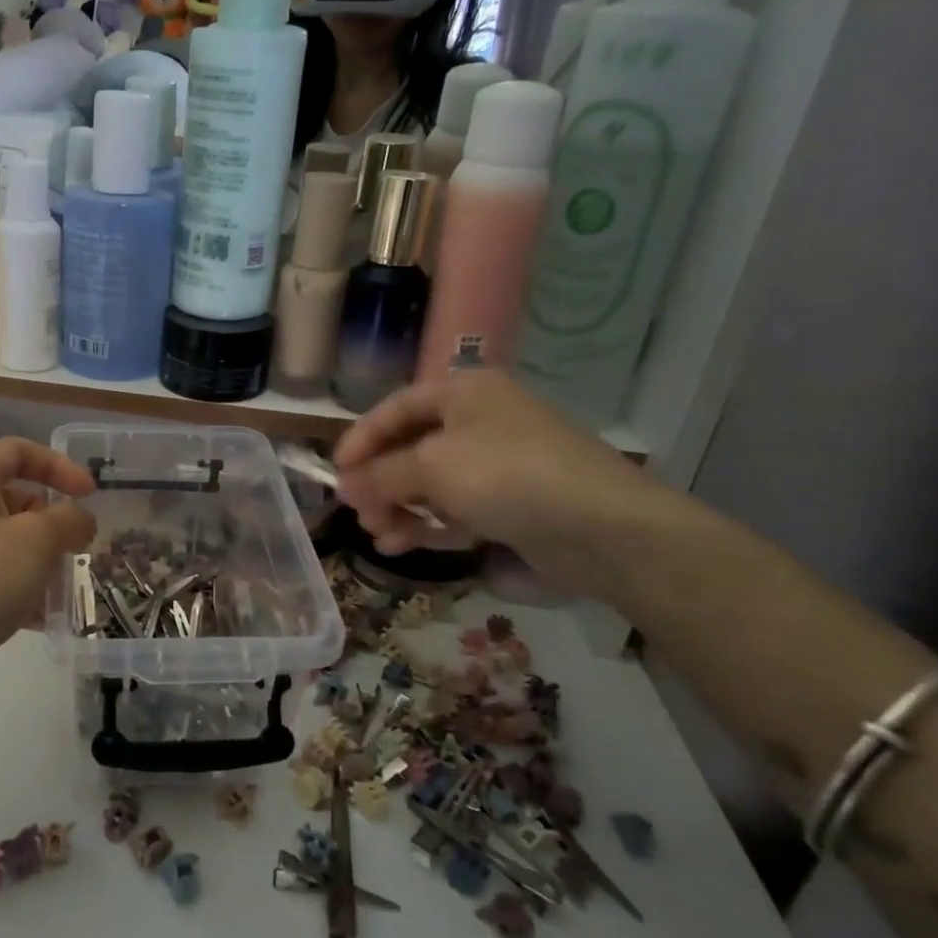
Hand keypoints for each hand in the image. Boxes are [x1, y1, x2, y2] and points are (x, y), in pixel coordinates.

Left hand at [0, 437, 95, 763]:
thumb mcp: (37, 541)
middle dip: (52, 524)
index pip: (18, 451)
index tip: (91, 496)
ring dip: (39, 562)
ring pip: (4, 544)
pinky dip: (16, 591)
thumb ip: (69, 520)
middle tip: (77, 552)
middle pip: (13, 500)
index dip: (60, 466)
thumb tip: (79, 519)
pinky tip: (38, 619)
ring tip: (61, 591)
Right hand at [333, 371, 658, 598]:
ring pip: (431, 482)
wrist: (602, 526)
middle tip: (357, 511)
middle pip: (411, 448)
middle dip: (380, 482)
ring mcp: (498, 462)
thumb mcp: (431, 467)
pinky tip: (403, 545)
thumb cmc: (507, 475)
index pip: (396, 408)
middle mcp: (480, 420)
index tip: (335, 472)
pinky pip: (455, 507)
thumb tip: (347, 487)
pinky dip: (428, 524)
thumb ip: (381, 476)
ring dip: (399, 508)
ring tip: (380, 536)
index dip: (361, 438)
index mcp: (464, 391)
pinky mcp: (512, 501)